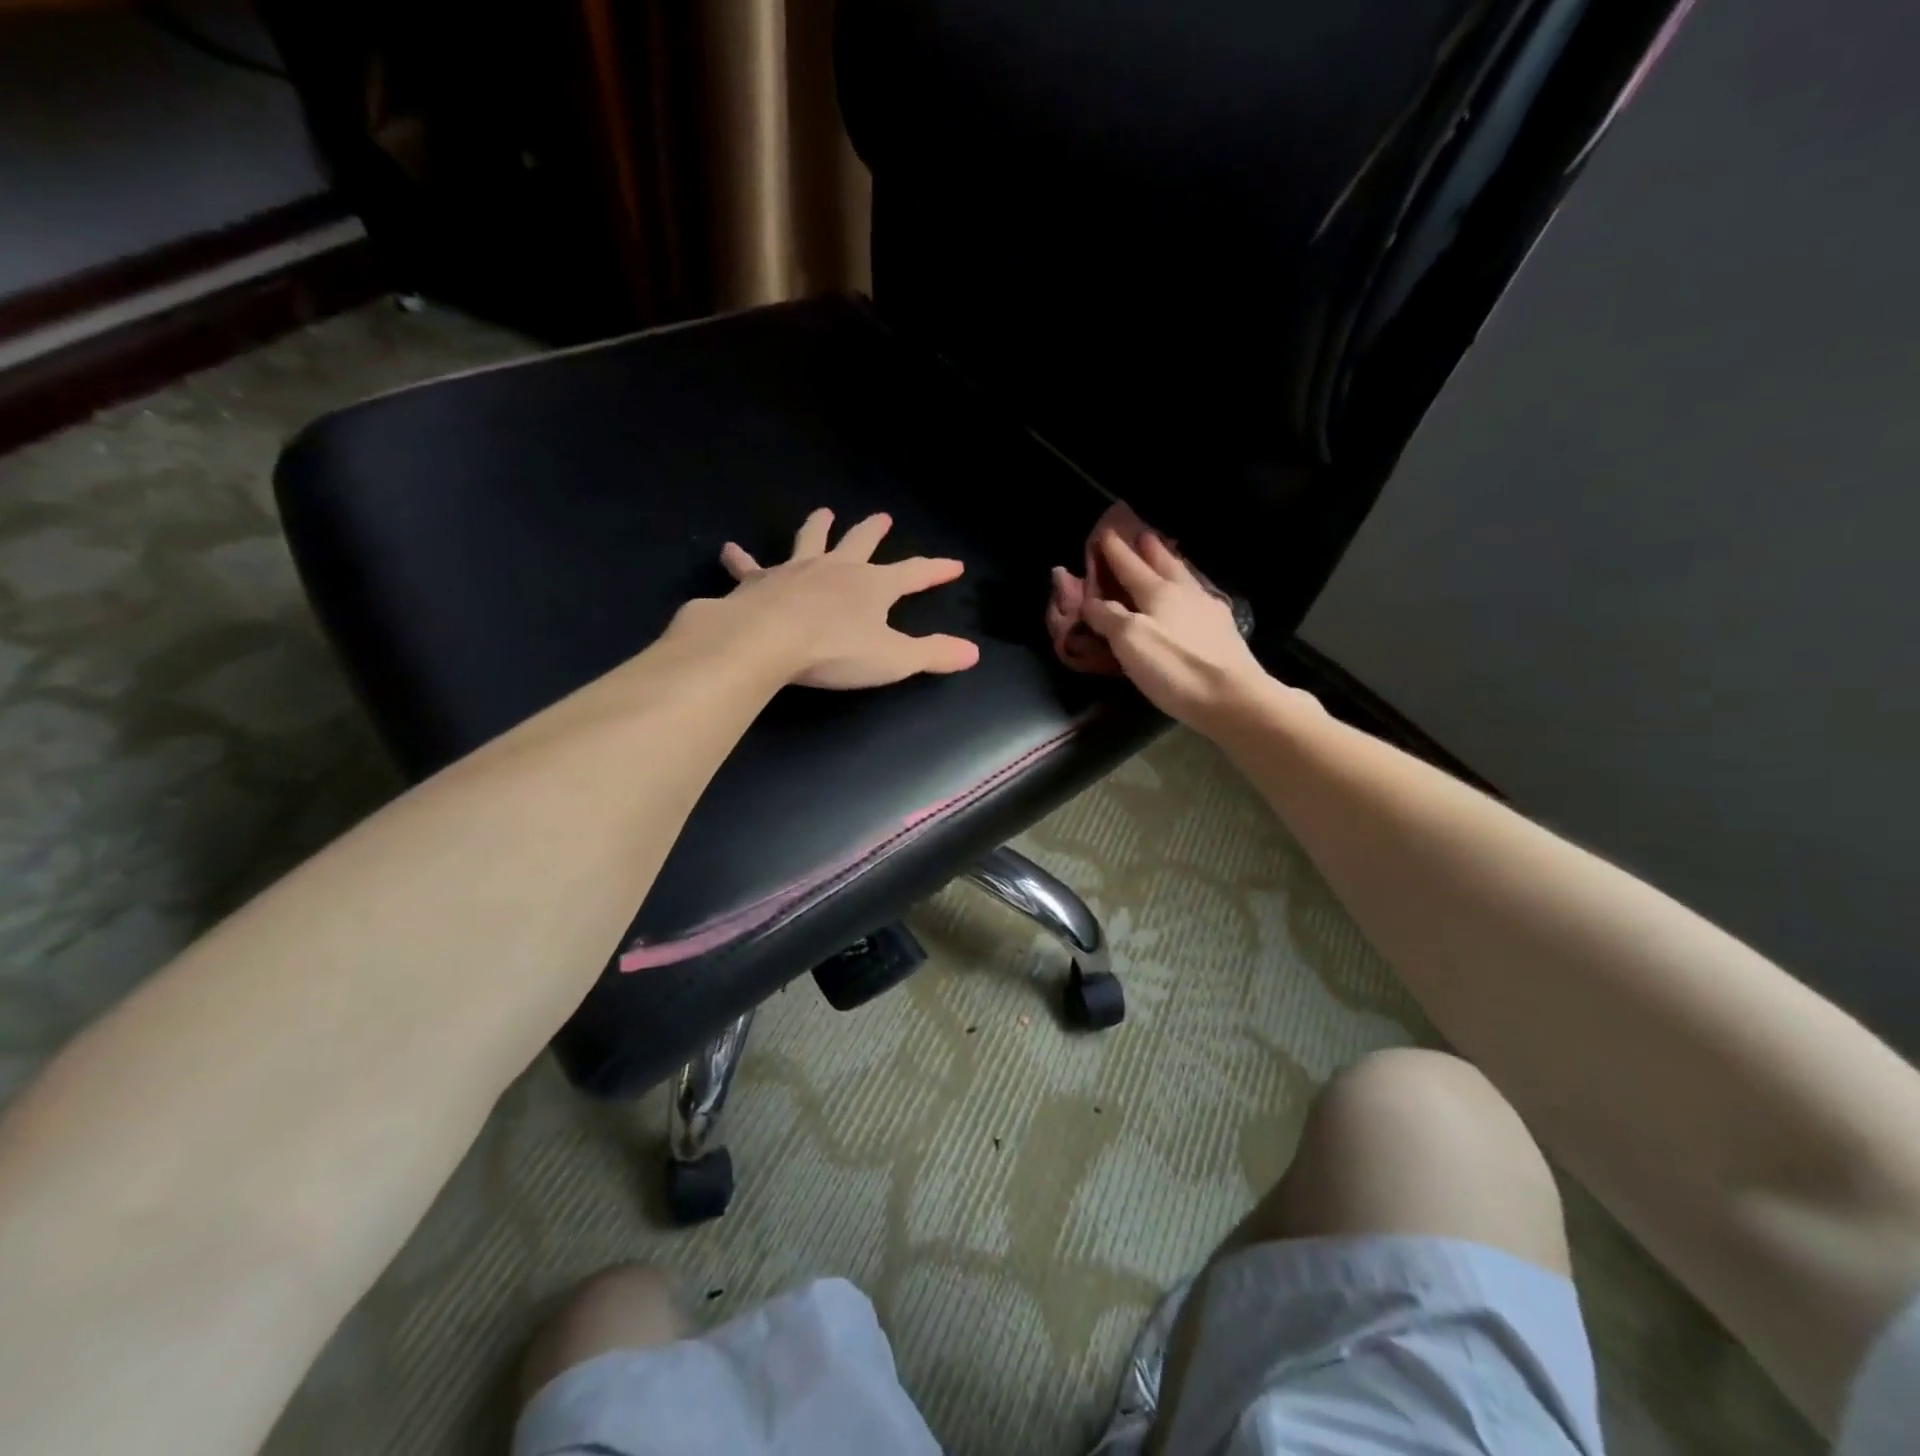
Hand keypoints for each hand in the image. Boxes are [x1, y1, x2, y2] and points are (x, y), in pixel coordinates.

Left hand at [704, 508, 980, 688]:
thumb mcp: (894, 659)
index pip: (913, 574)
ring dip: (818, 527)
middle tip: (882, 516)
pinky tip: (729, 550)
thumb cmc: (835, 651)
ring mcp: (796, 570)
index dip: (935, 570)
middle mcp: (837, 569)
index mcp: (873, 586)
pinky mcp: (758, 582)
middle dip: (874, 531)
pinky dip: (740, 559)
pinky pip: (749, 567)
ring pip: (810, 540)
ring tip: (823, 512)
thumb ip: (933, 654)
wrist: (768, 641)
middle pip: (860, 543)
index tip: (954, 565)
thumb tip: (972, 652)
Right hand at [1075, 529, 1268, 729]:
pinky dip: (1188, 588)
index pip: (1130, 566)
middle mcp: (1184, 593)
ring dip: (1171, 563)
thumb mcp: (1130, 641)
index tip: (1104, 533)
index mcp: (1158, 592)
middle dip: (1149, 549)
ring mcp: (1208, 611)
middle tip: (1142, 534)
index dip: (1115, 551)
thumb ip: (1108, 617)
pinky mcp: (1223, 632)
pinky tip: (1192, 596)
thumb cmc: (1174, 667)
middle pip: (1164, 563)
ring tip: (1166, 556)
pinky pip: (1199, 597)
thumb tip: (1090, 600)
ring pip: (1185, 577)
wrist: (1232, 698)